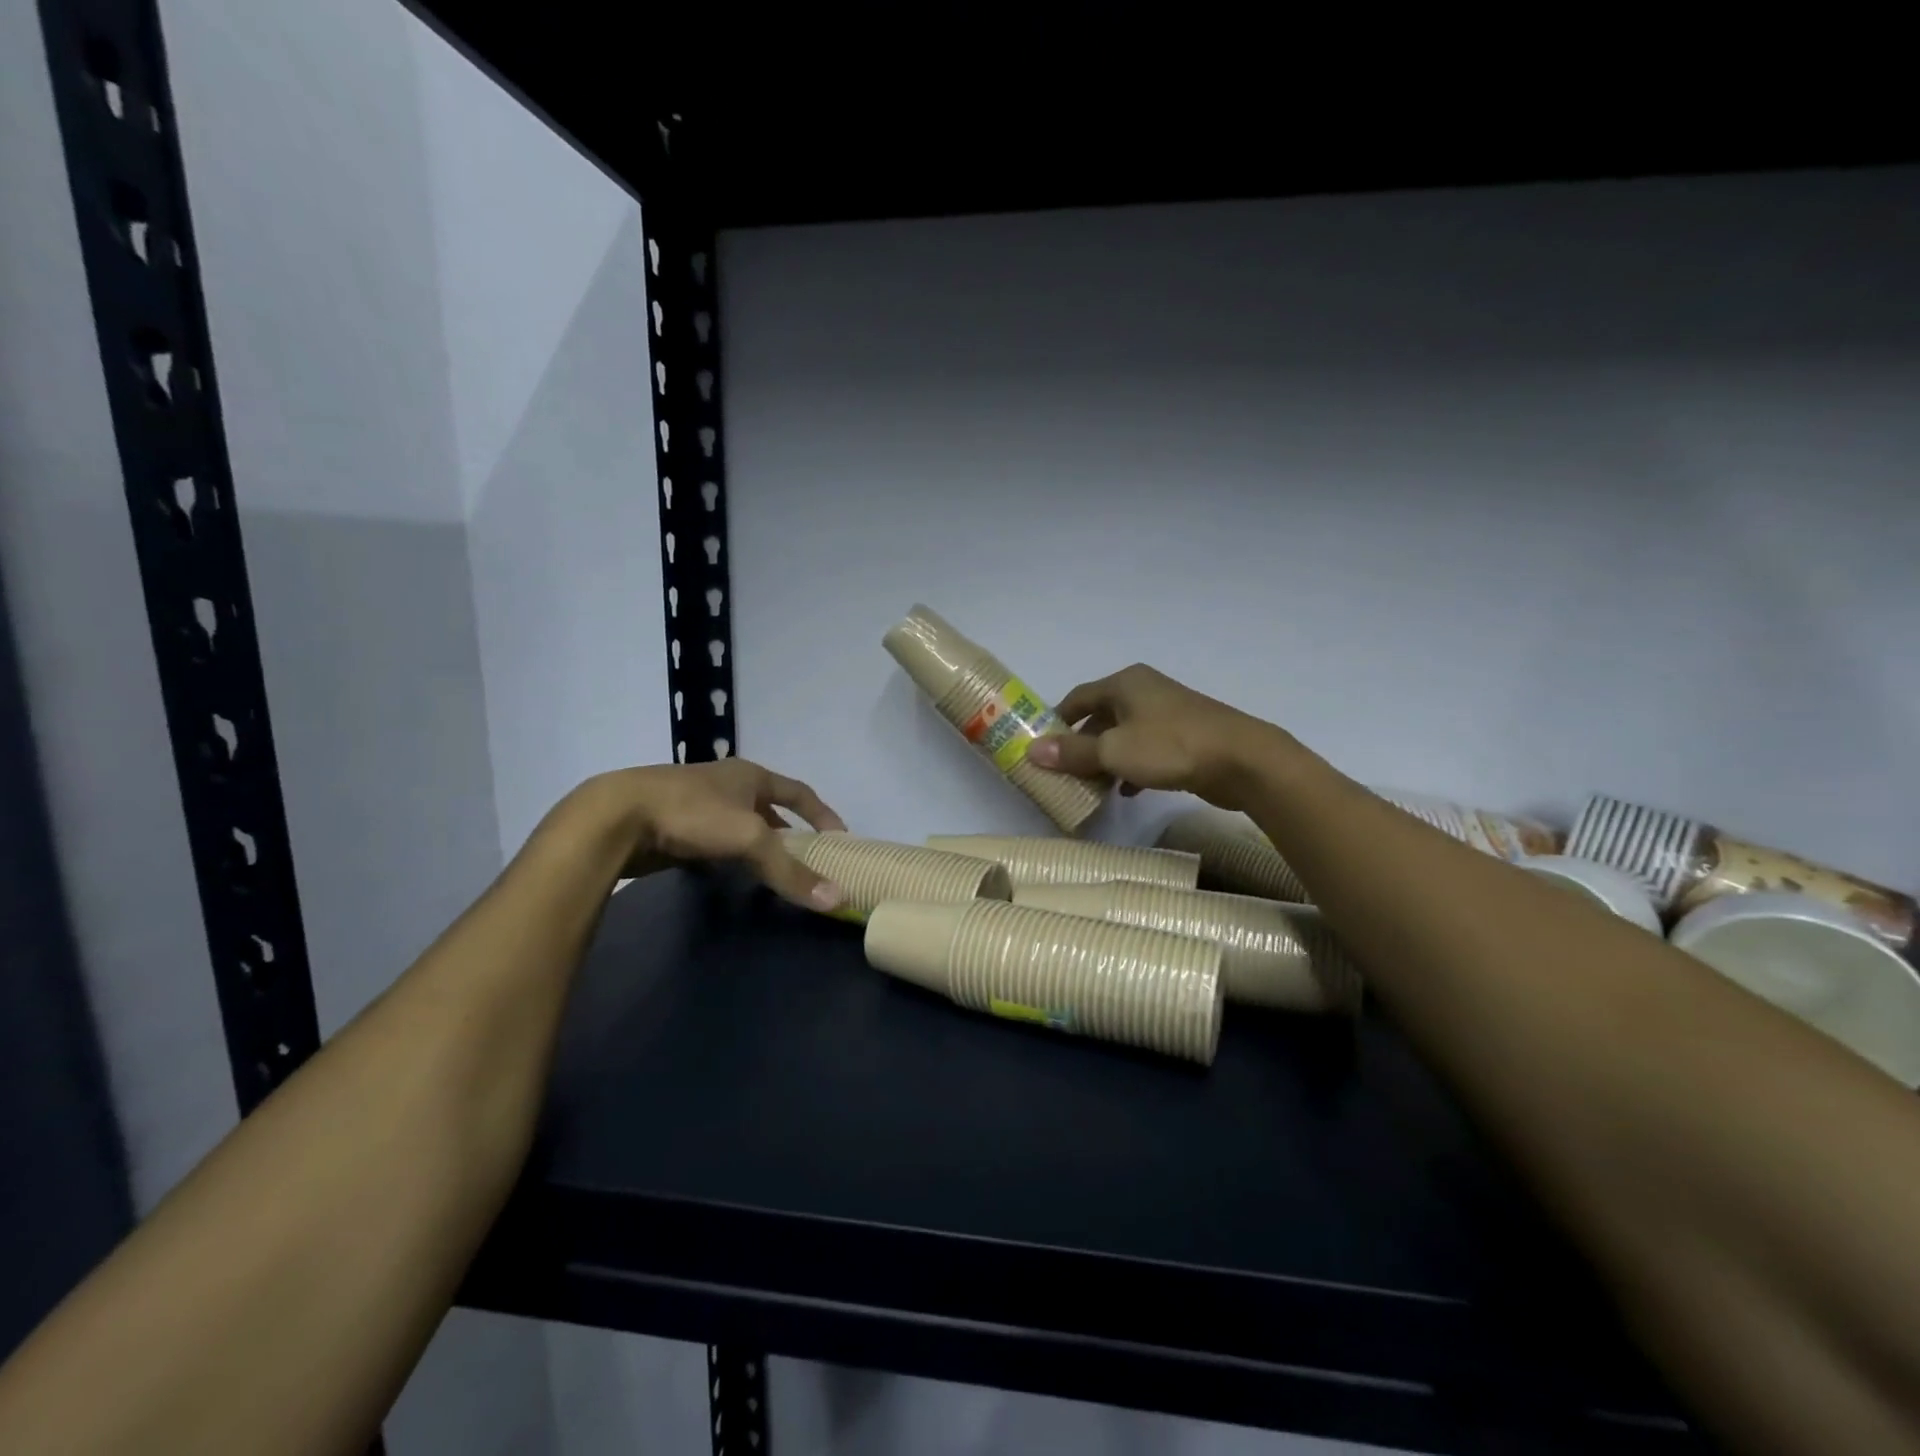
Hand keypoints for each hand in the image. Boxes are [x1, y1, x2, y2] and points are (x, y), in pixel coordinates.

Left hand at [573, 759, 847, 909]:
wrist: (617, 817)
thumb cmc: (693, 814)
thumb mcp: (750, 839)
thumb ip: (790, 870)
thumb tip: (837, 899)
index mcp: (750, 775)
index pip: (799, 792)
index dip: (822, 813)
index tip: (840, 837)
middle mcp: (727, 784)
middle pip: (770, 807)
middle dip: (790, 832)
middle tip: (808, 858)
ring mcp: (698, 803)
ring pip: (740, 825)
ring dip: (759, 845)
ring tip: (774, 870)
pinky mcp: (675, 826)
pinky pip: (714, 841)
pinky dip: (729, 856)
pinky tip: (730, 874)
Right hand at [1026, 664, 1284, 807]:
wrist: (1243, 760)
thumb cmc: (1170, 746)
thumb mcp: (1114, 751)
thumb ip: (1073, 752)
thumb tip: (1032, 751)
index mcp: (1125, 684)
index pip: (1078, 697)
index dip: (1056, 720)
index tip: (1041, 745)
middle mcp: (1145, 691)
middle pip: (1101, 717)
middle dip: (1081, 744)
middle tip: (1064, 771)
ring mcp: (1168, 713)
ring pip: (1124, 735)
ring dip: (1106, 759)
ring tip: (1091, 785)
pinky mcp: (1186, 736)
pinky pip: (1147, 749)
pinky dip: (1132, 767)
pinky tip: (1127, 791)